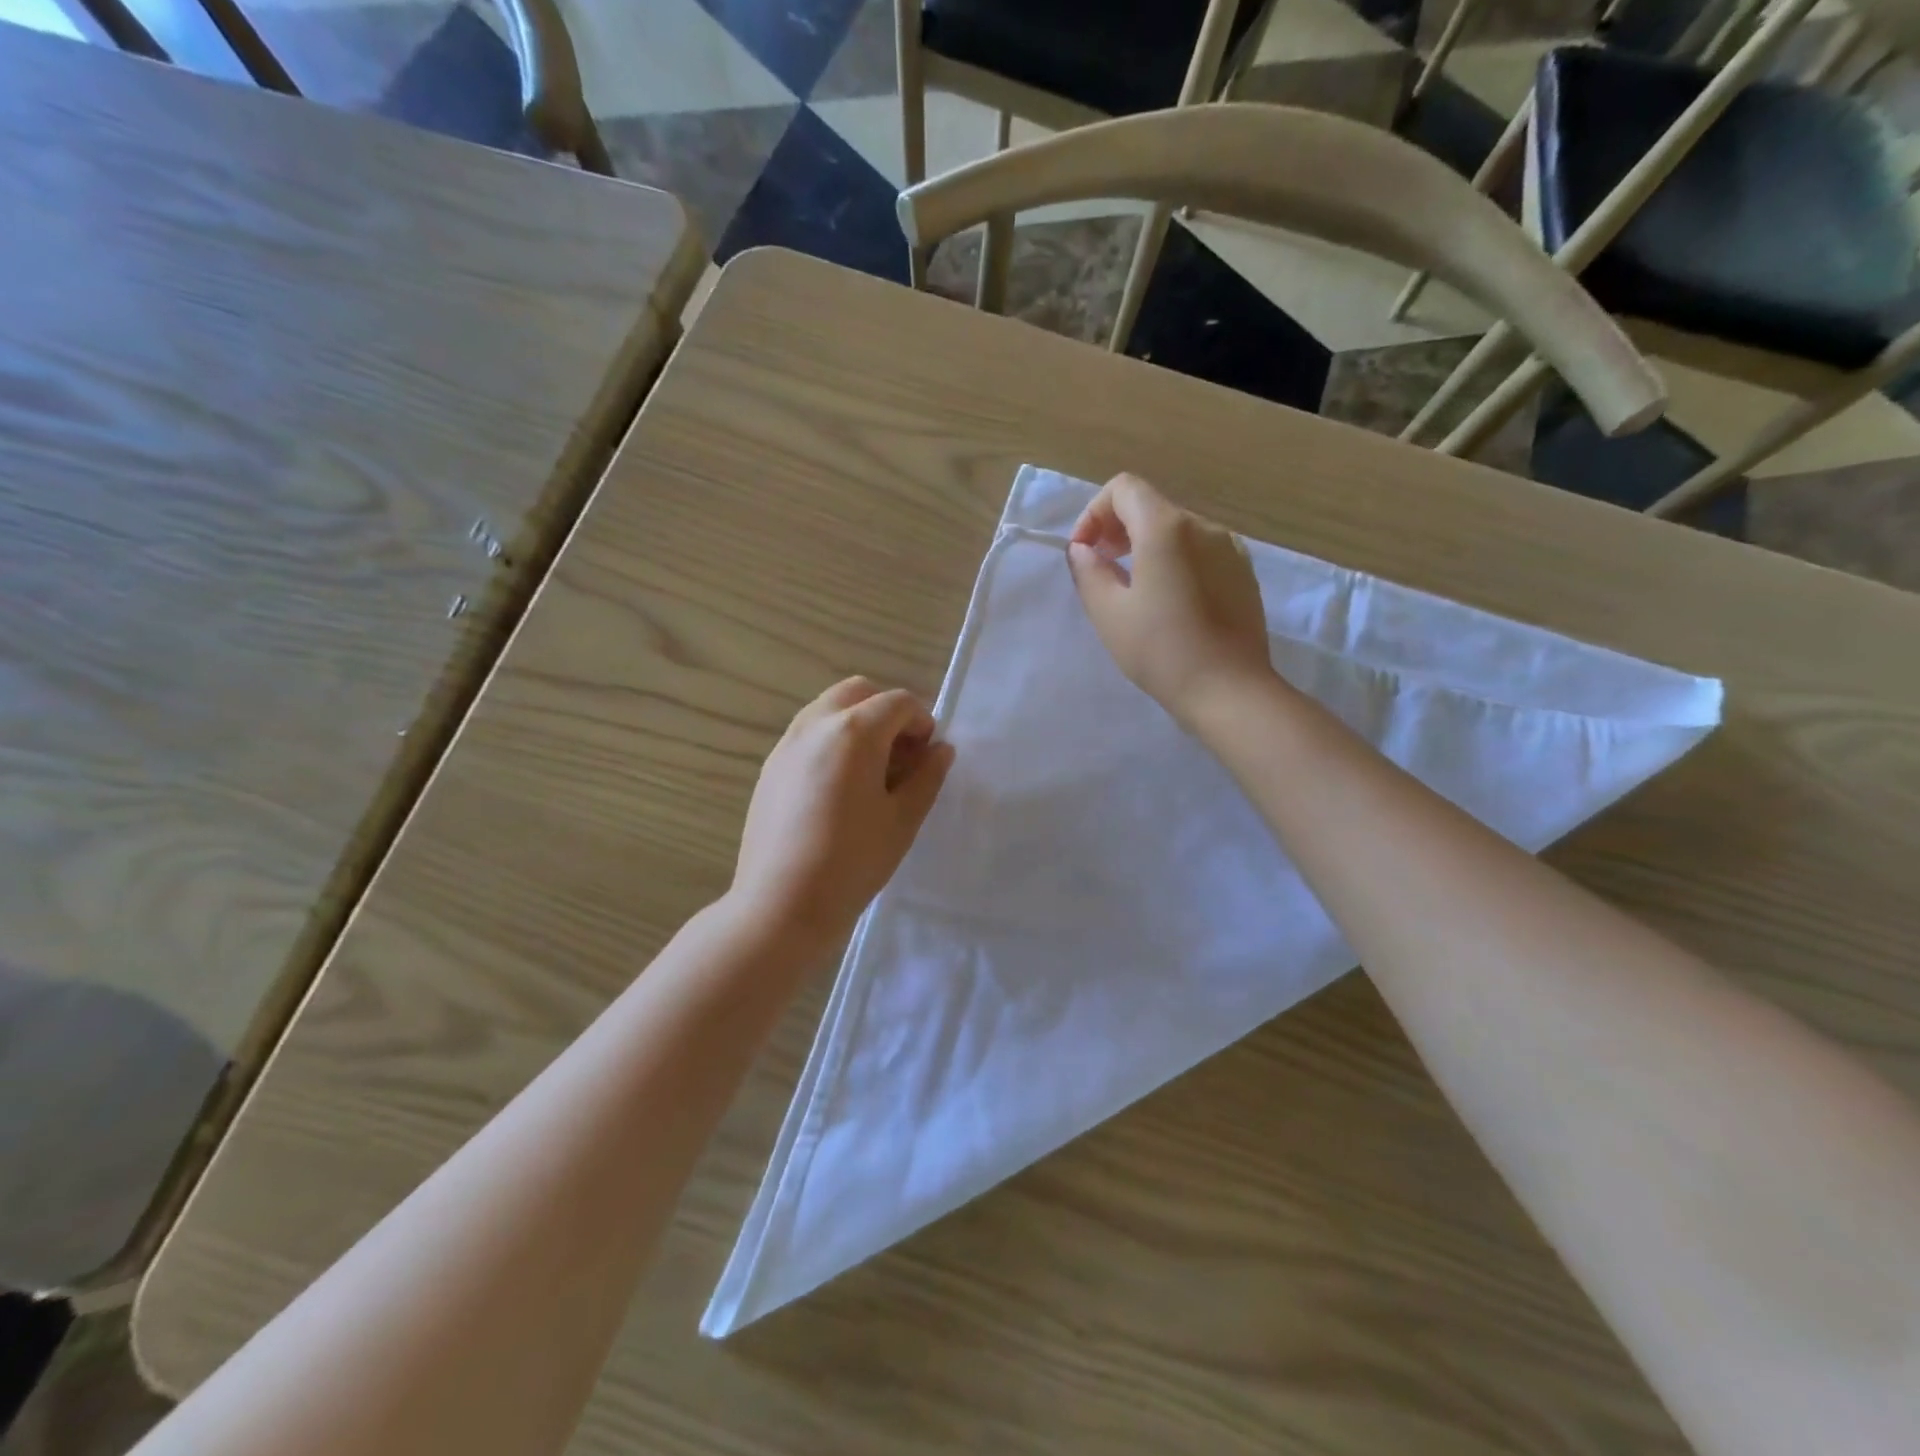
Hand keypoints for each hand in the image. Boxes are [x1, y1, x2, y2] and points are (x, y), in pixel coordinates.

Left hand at [731, 677, 954, 952]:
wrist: (781, 906)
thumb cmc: (852, 863)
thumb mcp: (903, 820)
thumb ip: (927, 777)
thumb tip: (940, 750)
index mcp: (854, 732)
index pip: (898, 702)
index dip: (922, 722)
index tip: (929, 756)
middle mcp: (815, 725)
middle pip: (858, 692)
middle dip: (887, 712)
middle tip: (903, 755)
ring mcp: (786, 744)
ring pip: (828, 709)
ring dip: (858, 723)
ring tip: (872, 772)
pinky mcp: (770, 768)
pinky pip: (807, 734)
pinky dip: (832, 741)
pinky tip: (839, 788)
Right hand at [1066, 473, 1275, 732]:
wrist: (1229, 690)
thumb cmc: (1161, 651)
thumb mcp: (1109, 613)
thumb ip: (1088, 571)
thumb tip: (1083, 550)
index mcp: (1166, 528)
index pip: (1123, 488)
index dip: (1094, 513)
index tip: (1085, 552)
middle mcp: (1203, 526)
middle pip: (1151, 506)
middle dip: (1118, 529)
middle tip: (1101, 568)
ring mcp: (1230, 548)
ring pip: (1177, 530)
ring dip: (1146, 546)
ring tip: (1134, 588)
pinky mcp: (1244, 573)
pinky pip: (1200, 552)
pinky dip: (1176, 561)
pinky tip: (1170, 602)